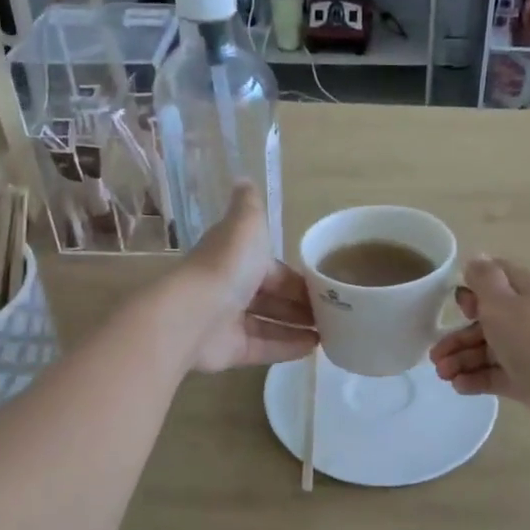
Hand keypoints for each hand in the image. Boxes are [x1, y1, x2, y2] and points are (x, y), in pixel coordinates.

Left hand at [181, 183, 317, 373]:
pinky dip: (287, 347)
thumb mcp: (246, 225)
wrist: (195, 313)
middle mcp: (231, 288)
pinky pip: (263, 347)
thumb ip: (249, 206)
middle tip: (334, 313)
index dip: (297, 277)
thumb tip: (244, 179)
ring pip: (269, 323)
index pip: (273, 268)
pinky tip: (313, 349)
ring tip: (330, 333)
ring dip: (297, 327)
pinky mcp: (230, 350)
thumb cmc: (227, 266)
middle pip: (272, 297)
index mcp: (236, 258)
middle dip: (301, 305)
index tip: (325, 287)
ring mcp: (228, 321)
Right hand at [429, 257, 529, 440]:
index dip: (471, 288)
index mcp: (526, 291)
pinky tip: (458, 386)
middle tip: (434, 355)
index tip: (454, 306)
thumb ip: (484, 279)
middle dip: (457, 335)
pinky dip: (476, 378)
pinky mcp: (529, 379)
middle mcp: (528, 317)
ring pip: (488, 349)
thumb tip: (475, 257)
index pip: (495, 277)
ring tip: (442, 375)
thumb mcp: (503, 303)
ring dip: (461, 359)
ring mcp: (529, 350)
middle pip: (486, 319)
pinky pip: (496, 374)